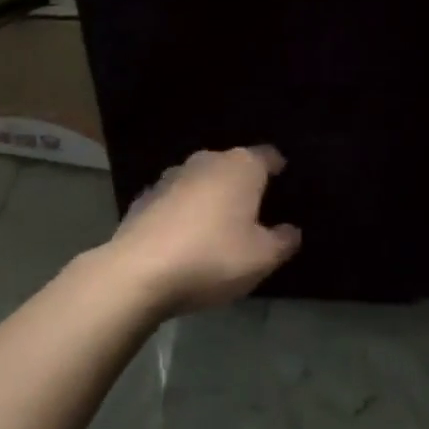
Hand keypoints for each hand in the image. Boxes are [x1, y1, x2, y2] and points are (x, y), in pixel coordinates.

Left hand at [102, 147, 300, 316]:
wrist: (137, 273)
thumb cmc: (212, 257)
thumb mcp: (262, 258)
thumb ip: (283, 241)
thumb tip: (291, 230)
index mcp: (241, 166)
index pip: (268, 155)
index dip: (278, 169)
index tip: (283, 183)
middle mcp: (207, 160)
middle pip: (233, 166)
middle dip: (242, 184)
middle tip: (252, 212)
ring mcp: (171, 176)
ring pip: (201, 181)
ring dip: (210, 197)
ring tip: (216, 226)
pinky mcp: (144, 198)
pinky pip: (174, 200)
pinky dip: (182, 212)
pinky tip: (183, 238)